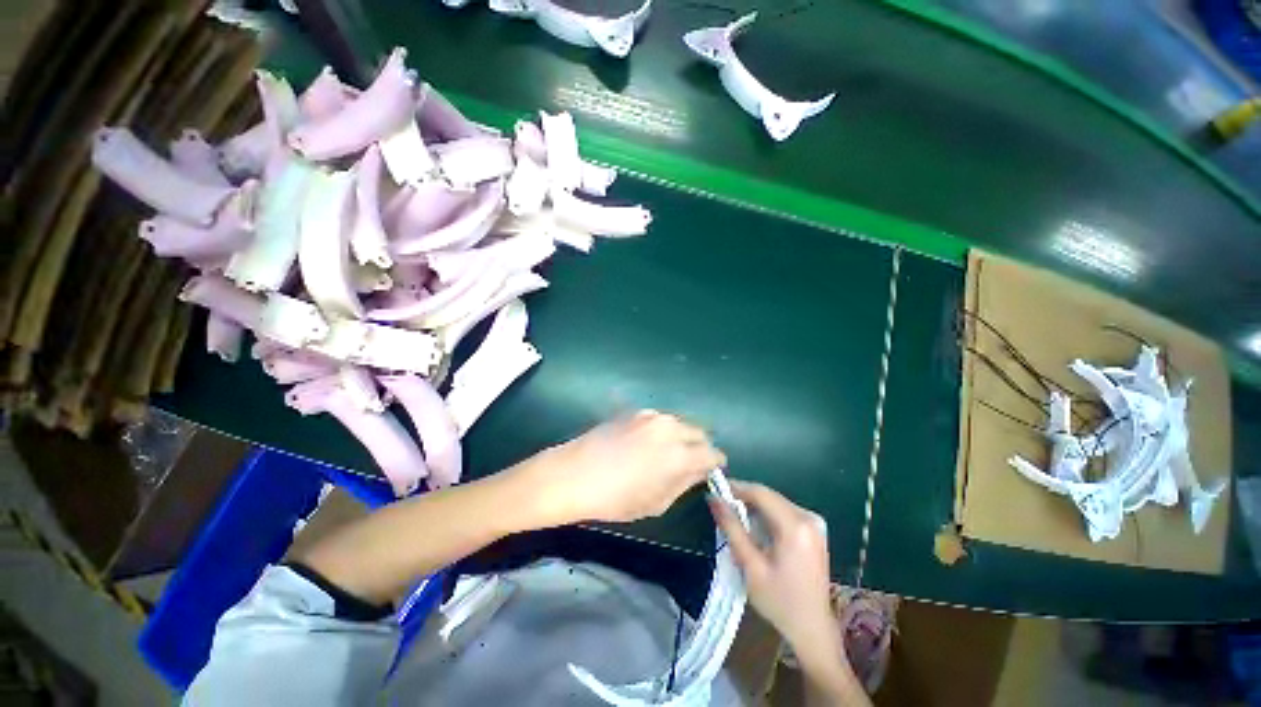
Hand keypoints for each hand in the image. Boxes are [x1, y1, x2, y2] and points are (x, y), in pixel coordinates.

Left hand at [512, 411, 725, 525]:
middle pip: (700, 432)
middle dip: (700, 447)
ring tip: (667, 453)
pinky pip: (660, 419)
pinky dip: (663, 430)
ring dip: (681, 436)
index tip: (711, 469)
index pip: (713, 453)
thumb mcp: (656, 502)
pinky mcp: (636, 411)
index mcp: (680, 455)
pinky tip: (647, 443)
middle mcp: (671, 428)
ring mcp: (652, 416)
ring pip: (680, 423)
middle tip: (689, 462)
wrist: (574, 474)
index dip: (715, 463)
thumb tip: (699, 470)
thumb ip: (684, 483)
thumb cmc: (615, 498)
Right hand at [711, 482, 863, 702]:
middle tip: (721, 505)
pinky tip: (754, 527)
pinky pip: (784, 511)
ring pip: (775, 502)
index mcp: (795, 526)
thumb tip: (713, 499)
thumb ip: (731, 528)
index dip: (736, 487)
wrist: (812, 628)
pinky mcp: (815, 529)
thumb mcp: (749, 565)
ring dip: (754, 506)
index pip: (761, 493)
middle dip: (744, 497)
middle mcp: (808, 518)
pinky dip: (766, 514)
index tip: (715, 490)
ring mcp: (814, 523)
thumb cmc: (779, 601)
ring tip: (734, 517)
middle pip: (769, 496)